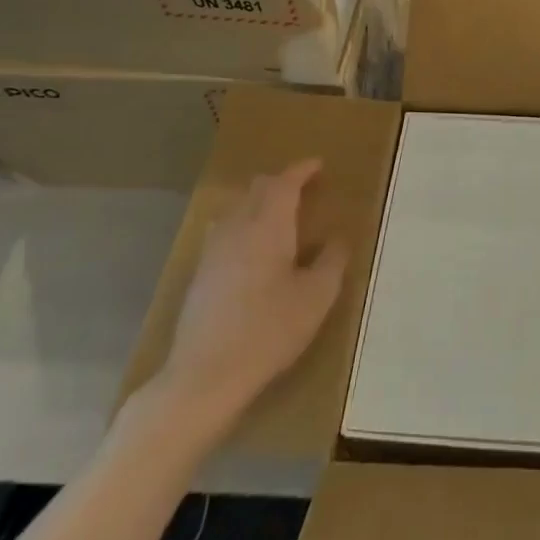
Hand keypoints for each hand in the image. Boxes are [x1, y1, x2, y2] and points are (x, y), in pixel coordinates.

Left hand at [150, 160, 346, 436]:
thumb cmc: (269, 330)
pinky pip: (226, 231)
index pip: (284, 182)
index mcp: (269, 225)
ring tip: (280, 217)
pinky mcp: (201, 273)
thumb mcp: (317, 296)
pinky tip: (254, 250)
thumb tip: (338, 238)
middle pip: (257, 189)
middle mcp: (238, 227)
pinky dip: (245, 225)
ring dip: (260, 203)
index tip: (319, 165)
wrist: (205, 375)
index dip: (302, 170)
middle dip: (281, 182)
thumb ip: (332, 260)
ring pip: (238, 208)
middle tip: (305, 190)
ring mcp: (213, 250)